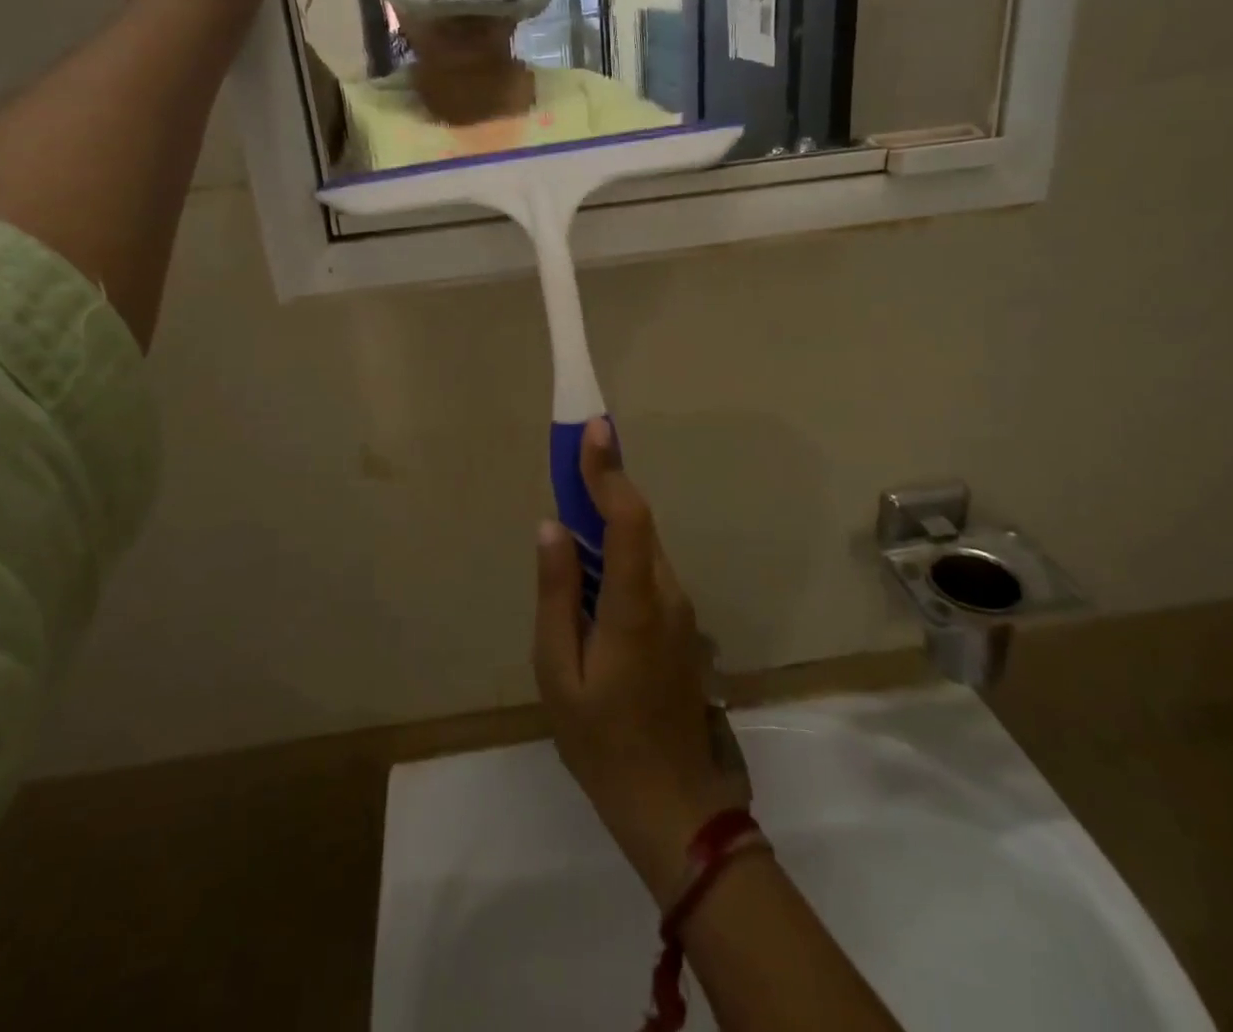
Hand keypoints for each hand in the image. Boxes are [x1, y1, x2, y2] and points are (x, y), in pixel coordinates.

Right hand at [534, 420, 749, 908]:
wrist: (673, 803)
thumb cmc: (602, 742)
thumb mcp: (558, 674)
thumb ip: (556, 595)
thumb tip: (552, 527)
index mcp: (634, 605)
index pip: (627, 518)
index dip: (609, 469)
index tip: (593, 429)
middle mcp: (666, 595)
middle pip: (638, 523)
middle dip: (607, 481)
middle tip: (575, 448)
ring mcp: (680, 610)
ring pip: (643, 544)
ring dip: (612, 514)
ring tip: (576, 496)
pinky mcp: (680, 624)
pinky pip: (646, 568)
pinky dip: (620, 546)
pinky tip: (592, 558)